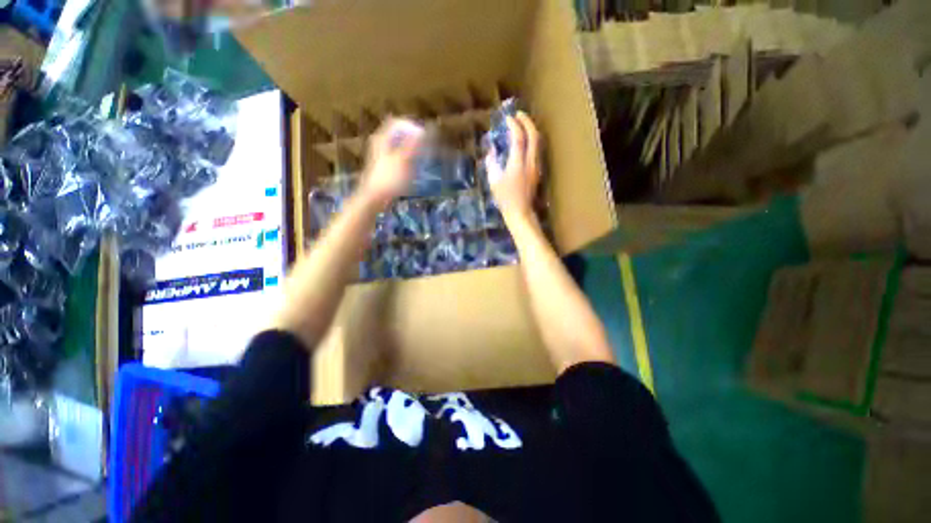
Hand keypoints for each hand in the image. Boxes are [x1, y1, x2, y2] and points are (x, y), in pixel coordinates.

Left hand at [360, 118, 424, 207]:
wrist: (375, 197)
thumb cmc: (390, 178)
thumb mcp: (404, 160)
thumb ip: (414, 144)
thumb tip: (424, 130)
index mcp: (383, 138)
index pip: (397, 122)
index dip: (411, 126)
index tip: (424, 136)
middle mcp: (380, 144)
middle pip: (398, 135)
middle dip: (412, 139)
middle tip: (425, 147)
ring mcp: (382, 156)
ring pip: (399, 147)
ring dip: (411, 151)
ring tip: (421, 159)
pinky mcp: (384, 168)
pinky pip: (398, 158)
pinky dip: (407, 160)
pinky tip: (413, 170)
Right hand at [485, 112, 540, 221]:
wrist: (520, 212)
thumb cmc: (505, 199)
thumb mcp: (494, 181)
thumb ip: (492, 163)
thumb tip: (492, 151)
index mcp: (518, 164)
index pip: (518, 138)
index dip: (513, 125)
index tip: (507, 118)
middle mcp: (530, 162)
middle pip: (534, 135)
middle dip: (527, 121)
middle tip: (518, 114)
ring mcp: (536, 166)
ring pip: (538, 141)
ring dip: (531, 129)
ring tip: (522, 124)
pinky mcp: (537, 170)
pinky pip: (537, 149)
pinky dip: (532, 139)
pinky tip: (525, 140)